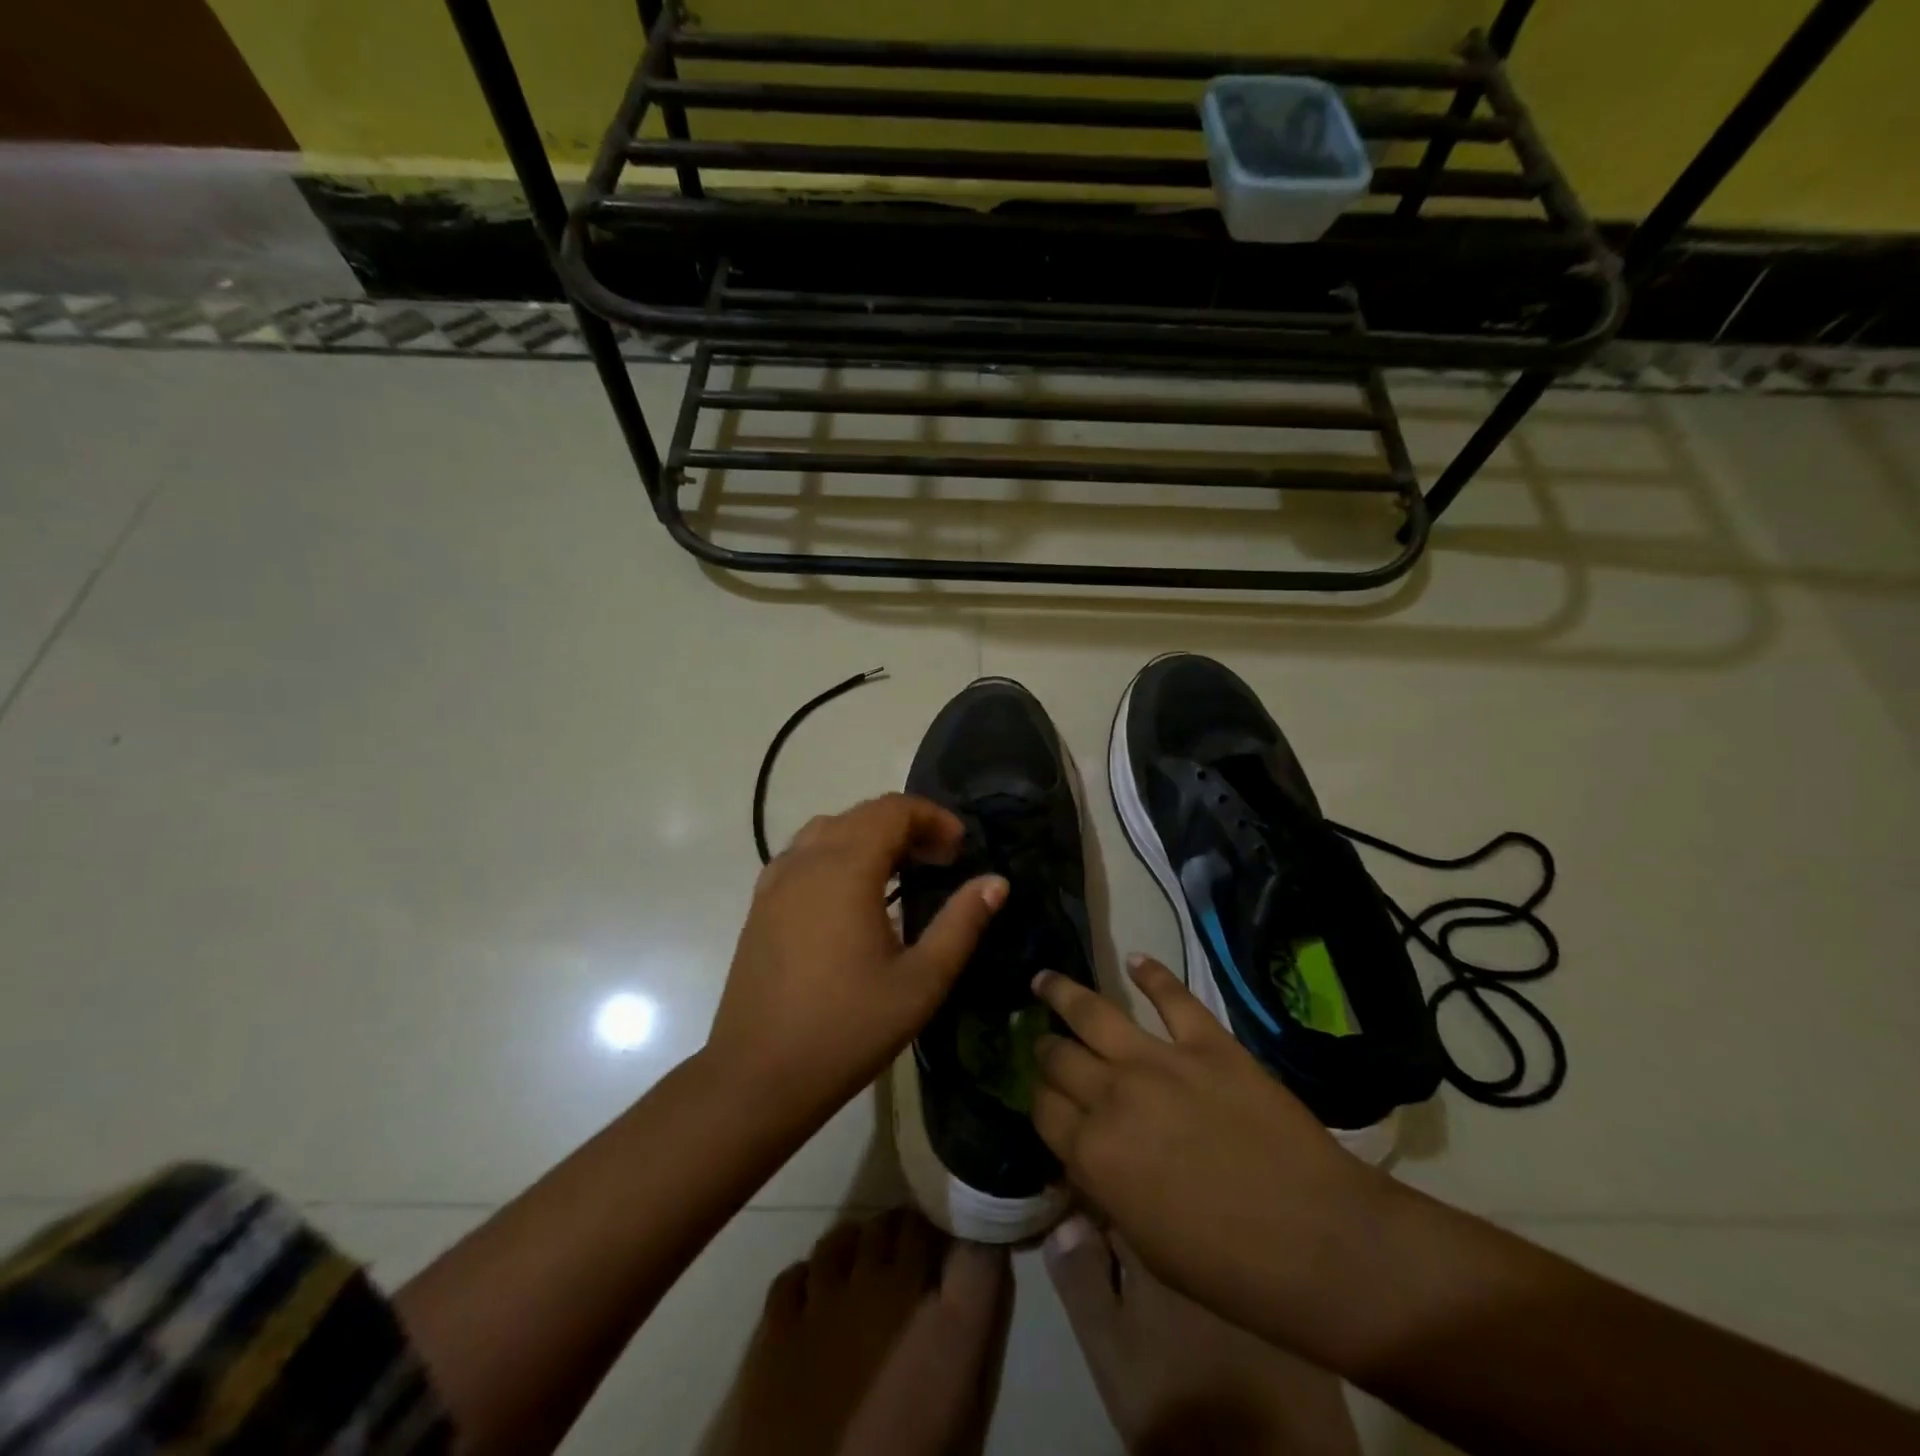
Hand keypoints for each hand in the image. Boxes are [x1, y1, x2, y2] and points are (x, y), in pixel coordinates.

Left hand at [709, 794, 1006, 1120]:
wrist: (758, 1076)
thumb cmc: (848, 1029)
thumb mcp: (921, 981)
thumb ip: (962, 924)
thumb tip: (995, 882)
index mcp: (846, 869)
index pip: (892, 810)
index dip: (932, 817)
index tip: (960, 849)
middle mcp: (807, 861)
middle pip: (861, 814)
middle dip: (907, 825)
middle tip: (940, 861)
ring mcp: (776, 881)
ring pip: (828, 830)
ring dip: (869, 836)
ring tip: (899, 871)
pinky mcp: (760, 904)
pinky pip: (802, 854)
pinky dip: (835, 853)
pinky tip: (849, 893)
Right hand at [1030, 955, 1389, 1347]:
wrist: (1320, 1243)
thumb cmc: (1229, 1268)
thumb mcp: (1146, 1246)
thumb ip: (1104, 1190)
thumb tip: (1085, 1156)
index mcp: (1093, 1153)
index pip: (1042, 1108)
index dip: (1039, 1100)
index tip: (1045, 1098)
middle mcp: (1113, 1096)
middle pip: (1058, 1057)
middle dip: (1045, 1049)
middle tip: (1044, 1043)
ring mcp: (1160, 1061)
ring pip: (1093, 1013)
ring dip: (1062, 992)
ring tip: (1044, 979)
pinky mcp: (1208, 1042)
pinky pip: (1172, 997)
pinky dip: (1151, 974)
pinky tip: (1135, 960)